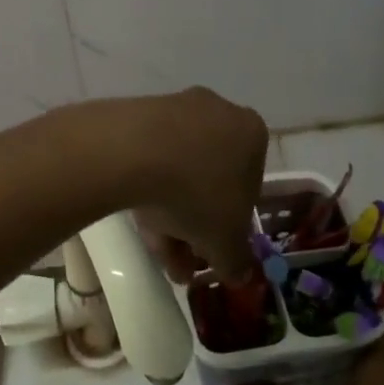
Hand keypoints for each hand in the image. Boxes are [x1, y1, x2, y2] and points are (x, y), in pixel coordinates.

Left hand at [126, 89, 266, 286]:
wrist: (132, 151)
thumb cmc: (198, 192)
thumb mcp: (225, 240)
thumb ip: (236, 260)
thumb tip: (239, 275)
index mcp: (251, 133)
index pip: (248, 188)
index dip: (230, 227)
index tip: (212, 252)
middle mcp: (218, 112)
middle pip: (208, 182)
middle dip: (195, 228)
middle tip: (180, 262)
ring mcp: (175, 109)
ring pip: (178, 173)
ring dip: (169, 216)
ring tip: (155, 252)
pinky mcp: (137, 114)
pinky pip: (150, 159)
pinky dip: (147, 191)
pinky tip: (136, 222)